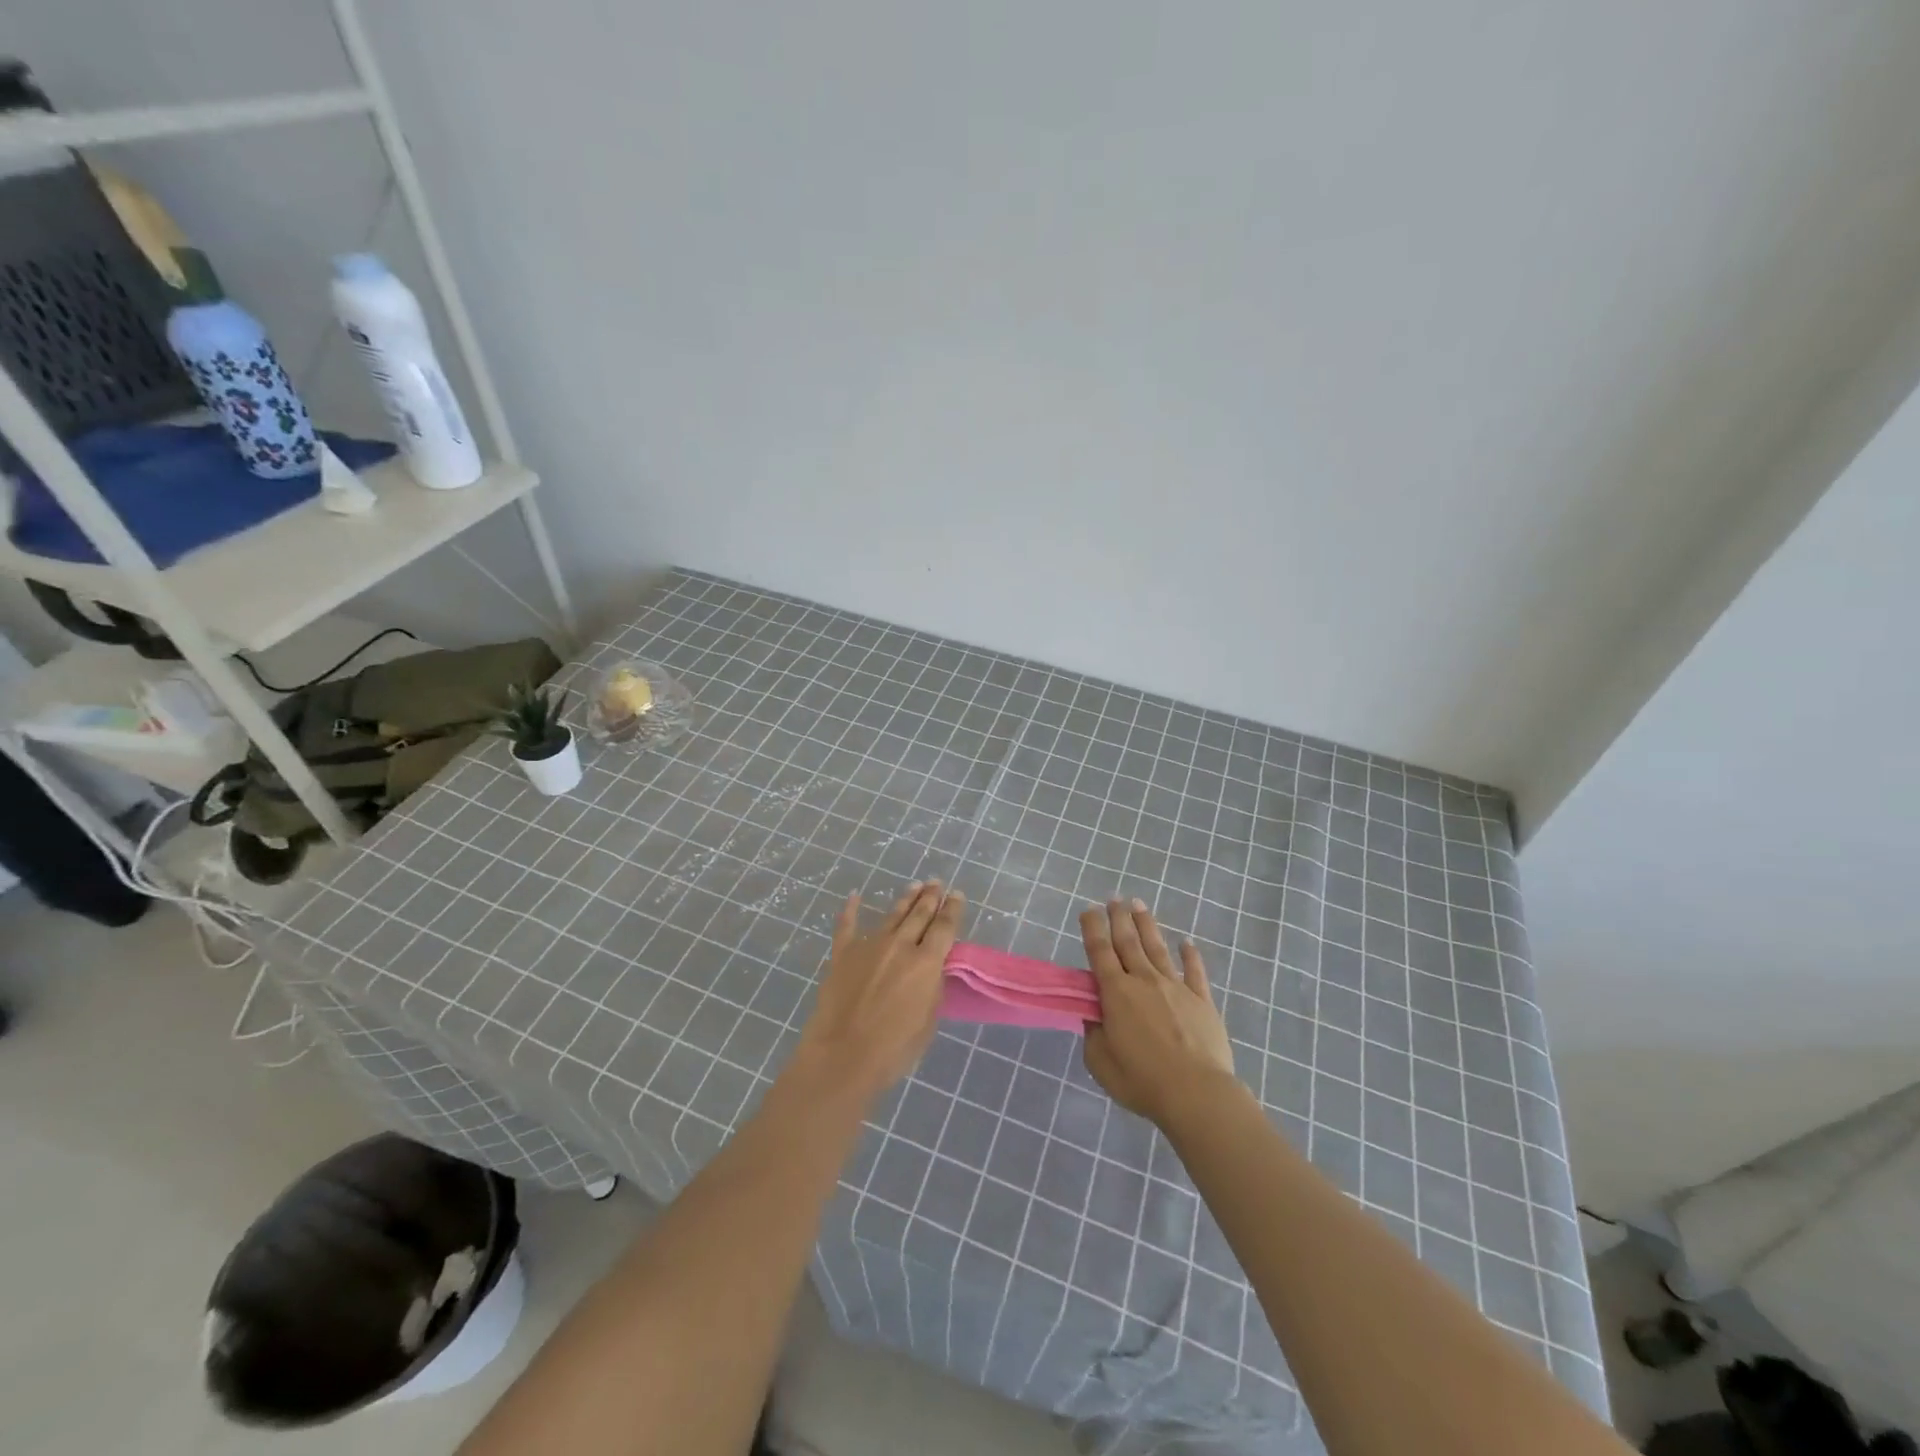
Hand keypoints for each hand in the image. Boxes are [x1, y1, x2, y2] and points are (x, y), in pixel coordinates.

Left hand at [795, 881, 965, 1101]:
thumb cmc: (893, 1048)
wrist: (842, 1055)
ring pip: (892, 915)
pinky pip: (846, 926)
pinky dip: (850, 910)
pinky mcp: (842, 954)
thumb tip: (931, 971)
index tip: (957, 895)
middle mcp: (900, 946)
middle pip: (919, 914)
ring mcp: (869, 946)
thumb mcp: (928, 1021)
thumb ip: (931, 989)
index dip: (952, 909)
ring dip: (906, 899)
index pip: (944, 927)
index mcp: (926, 963)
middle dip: (931, 897)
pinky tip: (854, 896)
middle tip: (937, 882)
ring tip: (915, 885)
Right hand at [1081, 898, 1237, 1126]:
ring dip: (1147, 925)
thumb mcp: (1101, 1062)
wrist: (1196, 1094)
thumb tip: (1094, 1016)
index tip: (1088, 909)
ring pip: (1157, 948)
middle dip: (1119, 918)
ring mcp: (1176, 987)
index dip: (1092, 928)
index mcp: (1116, 993)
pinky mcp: (1202, 1001)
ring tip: (1139, 904)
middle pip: (1128, 942)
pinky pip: (1195, 972)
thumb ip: (1094, 1034)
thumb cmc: (1141, 1080)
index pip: (1099, 951)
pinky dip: (1191, 955)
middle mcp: (1144, 981)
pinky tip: (1187, 942)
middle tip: (1114, 898)